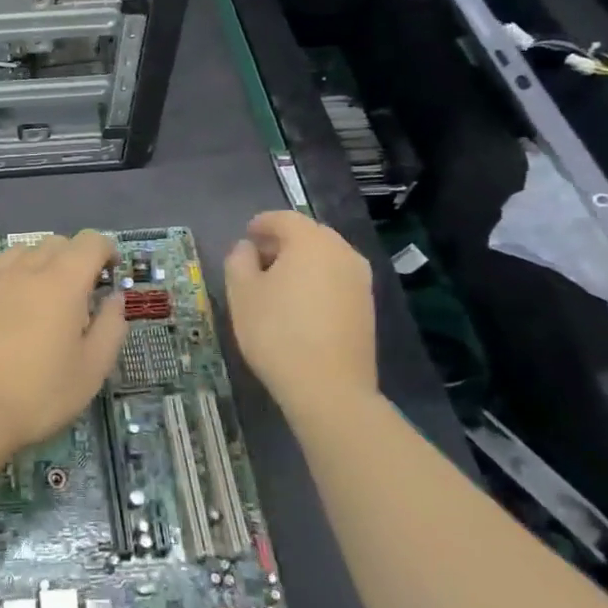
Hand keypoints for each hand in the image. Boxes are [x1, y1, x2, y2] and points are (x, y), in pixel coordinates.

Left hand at [0, 231, 125, 464]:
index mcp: (63, 282)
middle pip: (56, 243)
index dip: (106, 251)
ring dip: (38, 265)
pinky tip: (1, 302)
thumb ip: (111, 327)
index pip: (91, 241)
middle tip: (77, 296)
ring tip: (37, 300)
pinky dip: (4, 276)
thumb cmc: (37, 395)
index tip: (110, 273)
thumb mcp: (91, 370)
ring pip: (22, 251)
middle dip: (74, 259)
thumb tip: (115, 298)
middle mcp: (26, 268)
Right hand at [224, 211, 375, 408]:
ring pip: (326, 257)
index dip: (261, 223)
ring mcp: (360, 280)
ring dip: (301, 262)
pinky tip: (300, 305)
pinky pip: (337, 280)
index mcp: (311, 241)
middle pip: (309, 235)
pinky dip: (317, 281)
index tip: (245, 236)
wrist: (329, 389)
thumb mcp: (241, 293)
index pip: (283, 218)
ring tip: (277, 284)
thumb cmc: (277, 332)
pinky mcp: (368, 307)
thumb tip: (248, 248)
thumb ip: (239, 260)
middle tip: (258, 259)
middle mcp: (342, 252)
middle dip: (282, 242)